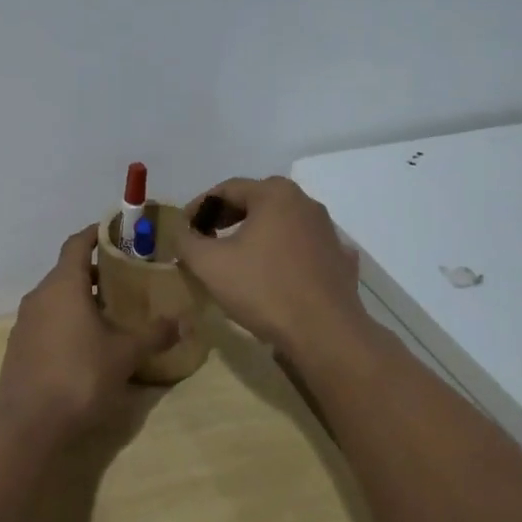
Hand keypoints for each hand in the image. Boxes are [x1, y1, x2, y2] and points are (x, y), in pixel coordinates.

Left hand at [0, 225, 178, 446]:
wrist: (28, 426)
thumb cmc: (79, 377)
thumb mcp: (125, 355)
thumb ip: (154, 335)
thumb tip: (183, 322)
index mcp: (63, 285)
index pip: (76, 243)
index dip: (96, 234)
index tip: (116, 232)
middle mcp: (39, 296)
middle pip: (67, 271)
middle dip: (95, 271)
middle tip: (126, 278)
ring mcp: (25, 322)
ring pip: (56, 297)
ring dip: (81, 298)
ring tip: (111, 312)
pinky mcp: (19, 347)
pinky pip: (46, 320)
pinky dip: (67, 319)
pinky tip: (87, 343)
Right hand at [175, 176, 369, 359]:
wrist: (325, 333)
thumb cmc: (263, 289)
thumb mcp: (209, 264)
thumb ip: (186, 241)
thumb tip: (181, 231)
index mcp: (274, 194)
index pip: (227, 189)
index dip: (199, 206)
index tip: (183, 228)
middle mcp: (305, 203)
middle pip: (256, 201)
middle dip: (227, 216)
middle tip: (205, 236)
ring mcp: (327, 230)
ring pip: (281, 223)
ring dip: (255, 233)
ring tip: (236, 255)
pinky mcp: (339, 258)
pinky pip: (302, 247)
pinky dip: (283, 252)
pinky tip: (273, 271)